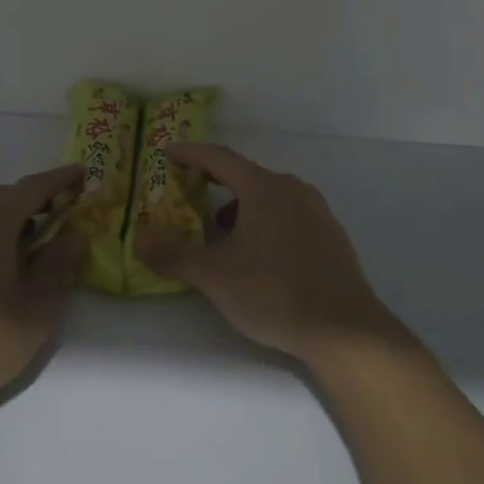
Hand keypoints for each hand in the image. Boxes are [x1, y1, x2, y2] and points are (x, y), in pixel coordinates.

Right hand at [134, 143, 400, 365]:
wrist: (345, 331)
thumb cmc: (274, 292)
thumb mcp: (215, 275)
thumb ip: (174, 254)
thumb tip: (139, 238)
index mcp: (265, 188)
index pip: (220, 159)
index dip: (192, 154)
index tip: (170, 153)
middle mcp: (294, 191)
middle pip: (247, 178)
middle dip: (216, 186)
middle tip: (191, 198)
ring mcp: (318, 214)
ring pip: (271, 199)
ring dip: (242, 209)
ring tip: (223, 236)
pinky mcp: (332, 239)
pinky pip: (290, 218)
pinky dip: (267, 225)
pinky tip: (261, 258)